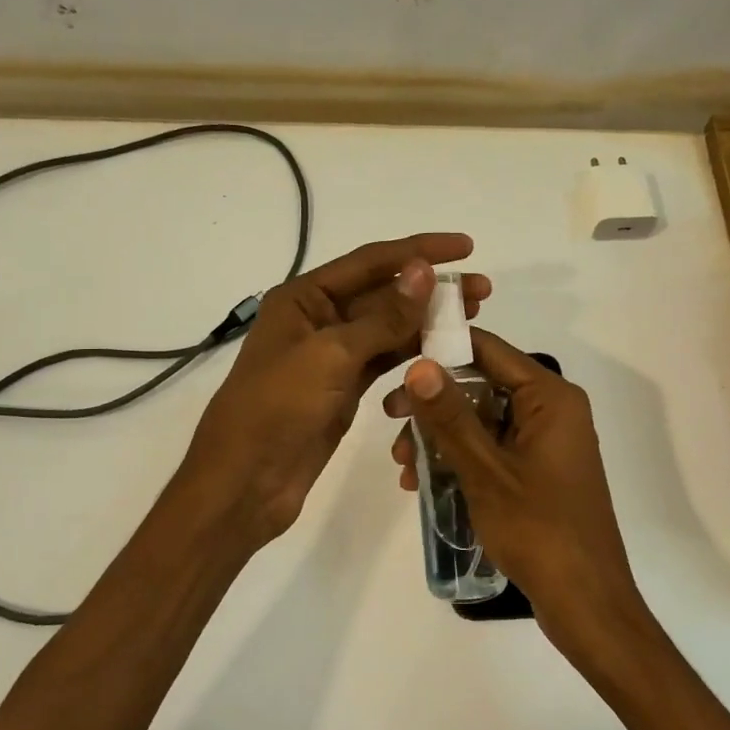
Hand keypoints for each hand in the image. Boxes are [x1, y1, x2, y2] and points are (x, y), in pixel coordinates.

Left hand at [174, 234, 488, 551]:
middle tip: (484, 291)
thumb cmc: (277, 408)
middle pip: (384, 294)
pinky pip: (385, 361)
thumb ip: (383, 316)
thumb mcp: (331, 355)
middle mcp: (318, 319)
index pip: (371, 262)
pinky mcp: (343, 389)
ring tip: (474, 316)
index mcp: (304, 298)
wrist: (245, 482)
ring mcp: (332, 356)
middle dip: (432, 290)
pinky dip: (413, 355)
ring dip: (428, 322)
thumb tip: (423, 271)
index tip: (466, 248)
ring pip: (388, 329)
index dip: (420, 251)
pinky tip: (444, 352)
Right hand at [384, 330, 649, 661]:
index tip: (396, 361)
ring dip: (440, 437)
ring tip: (404, 467)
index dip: (441, 349)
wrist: (585, 603)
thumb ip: (450, 416)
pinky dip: (460, 459)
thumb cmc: (538, 529)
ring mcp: (546, 443)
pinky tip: (424, 483)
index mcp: (550, 397)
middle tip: (390, 421)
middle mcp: (552, 410)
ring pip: (482, 421)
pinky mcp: (538, 472)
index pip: (488, 350)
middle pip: (482, 385)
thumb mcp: (485, 470)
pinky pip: (492, 449)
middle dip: (434, 405)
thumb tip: (419, 364)